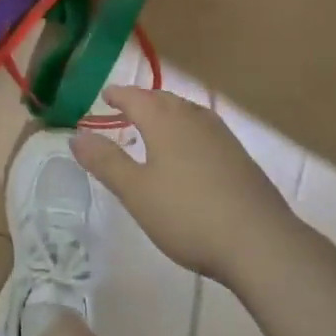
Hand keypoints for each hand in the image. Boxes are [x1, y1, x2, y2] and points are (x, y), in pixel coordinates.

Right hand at [71, 86, 296, 284]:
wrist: (259, 240)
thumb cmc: (188, 214)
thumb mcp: (137, 192)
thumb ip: (106, 161)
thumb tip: (76, 135)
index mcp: (163, 120)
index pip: (134, 96)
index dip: (117, 95)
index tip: (104, 95)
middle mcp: (192, 116)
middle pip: (162, 99)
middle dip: (142, 101)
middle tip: (126, 108)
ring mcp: (220, 134)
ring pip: (185, 111)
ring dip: (166, 113)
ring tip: (155, 126)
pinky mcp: (239, 155)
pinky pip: (203, 129)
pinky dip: (186, 129)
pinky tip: (190, 151)